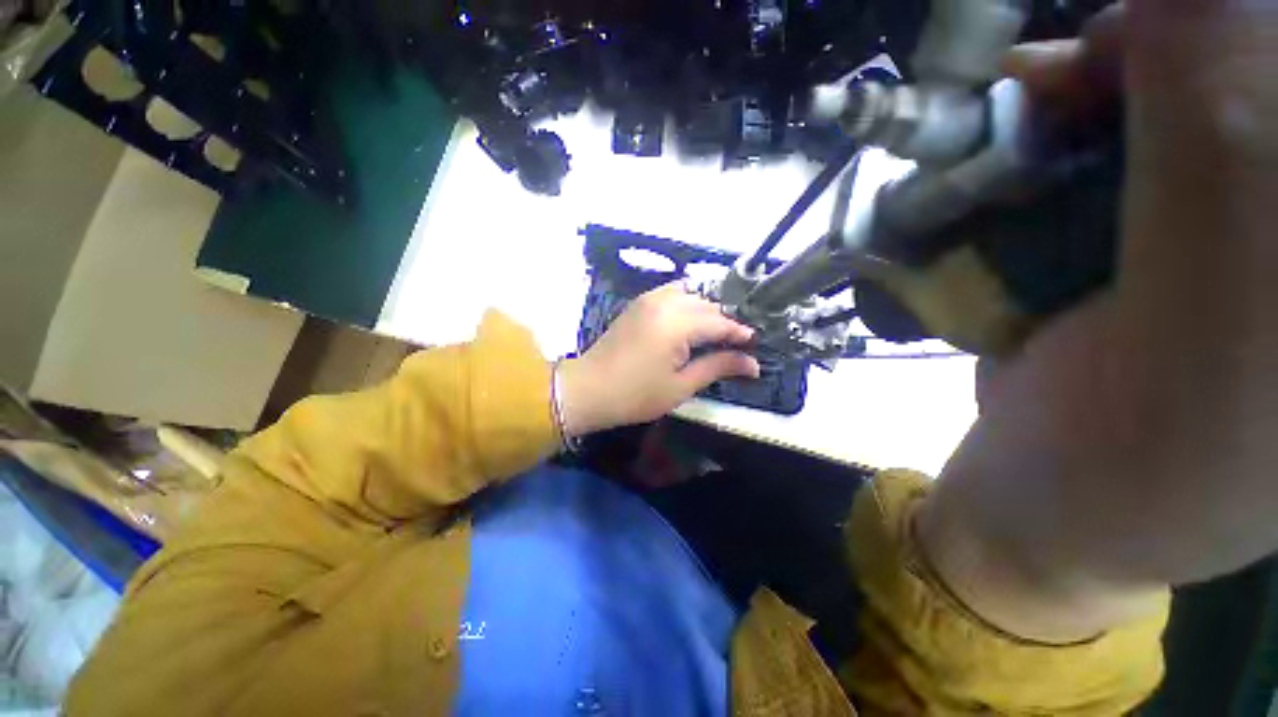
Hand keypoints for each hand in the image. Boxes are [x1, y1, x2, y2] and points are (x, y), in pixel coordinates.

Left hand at [558, 283, 759, 436]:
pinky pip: (671, 293)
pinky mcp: (639, 303)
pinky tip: (690, 320)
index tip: (755, 346)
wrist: (589, 388)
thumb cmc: (636, 394)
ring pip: (691, 295)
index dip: (740, 333)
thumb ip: (718, 367)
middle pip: (707, 305)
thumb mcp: (681, 385)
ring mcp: (649, 299)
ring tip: (715, 333)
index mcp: (678, 323)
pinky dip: (687, 302)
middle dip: (725, 322)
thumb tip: (753, 363)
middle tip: (737, 344)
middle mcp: (665, 302)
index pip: (720, 322)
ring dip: (706, 311)